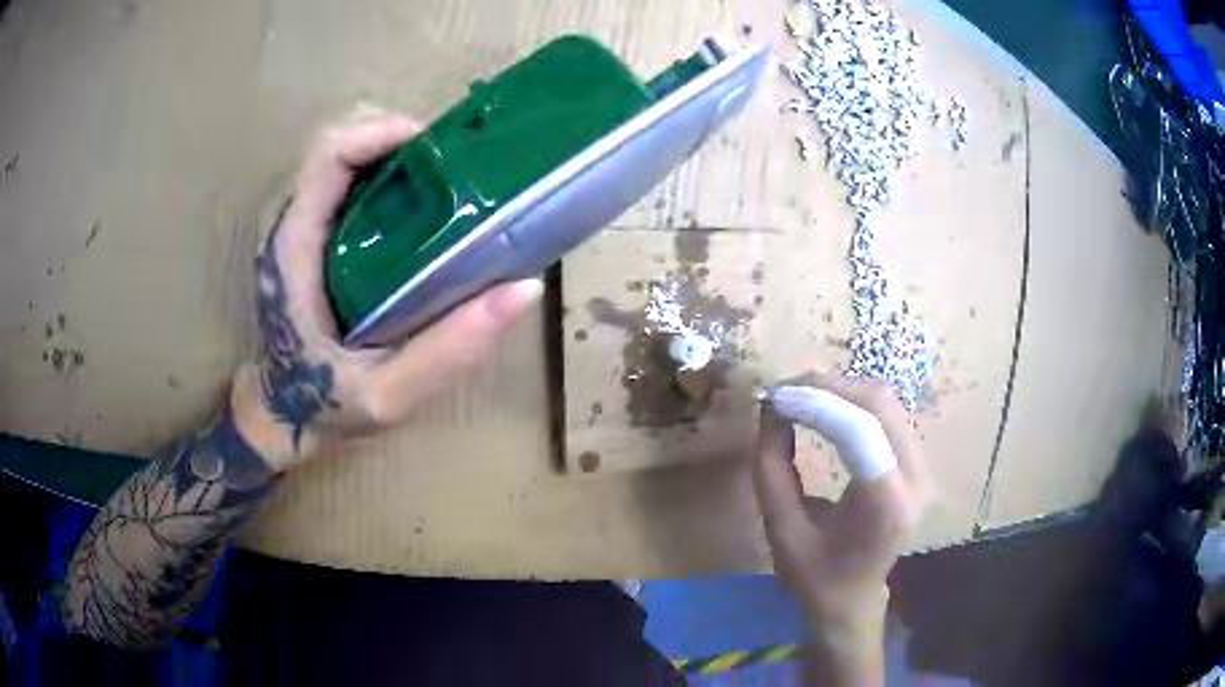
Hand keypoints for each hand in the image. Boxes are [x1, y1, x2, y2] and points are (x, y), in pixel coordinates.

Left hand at [232, 111, 541, 471]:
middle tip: (450, 164)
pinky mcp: (314, 235)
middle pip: (337, 143)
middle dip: (394, 136)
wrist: (286, 414)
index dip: (380, 132)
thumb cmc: (327, 405)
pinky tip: (423, 203)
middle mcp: (293, 224)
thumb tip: (524, 289)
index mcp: (297, 248)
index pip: (328, 156)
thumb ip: (449, 350)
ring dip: (393, 152)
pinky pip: (347, 182)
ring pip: (343, 158)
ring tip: (444, 178)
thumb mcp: (389, 395)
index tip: (438, 148)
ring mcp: (302, 227)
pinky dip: (386, 175)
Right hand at [753, 378, 933, 683]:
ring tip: (796, 393)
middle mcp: (916, 479)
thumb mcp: (780, 531)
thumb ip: (771, 469)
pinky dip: (850, 400)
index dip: (815, 404)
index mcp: (887, 506)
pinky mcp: (918, 460)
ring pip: (885, 401)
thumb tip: (770, 410)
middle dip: (826, 387)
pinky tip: (821, 404)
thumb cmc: (815, 576)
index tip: (772, 397)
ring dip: (838, 388)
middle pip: (878, 404)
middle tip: (781, 390)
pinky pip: (886, 412)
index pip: (859, 432)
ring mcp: (923, 467)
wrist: (854, 597)